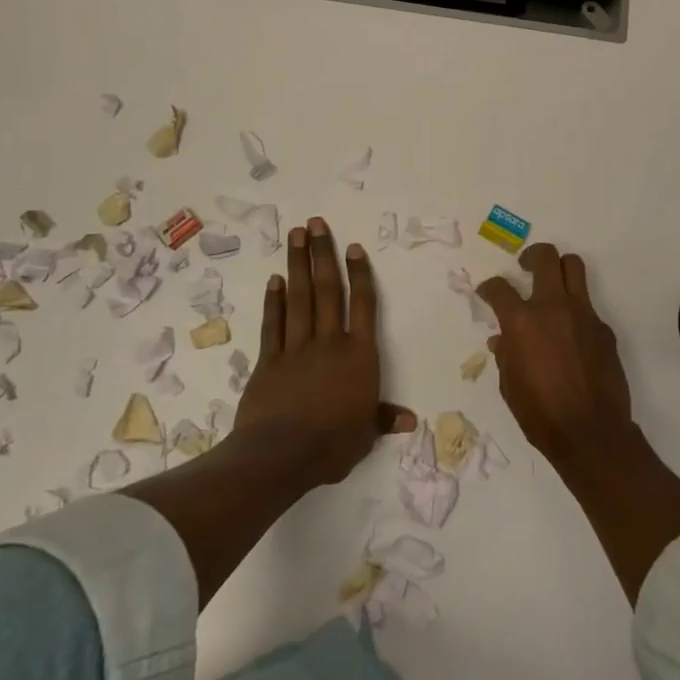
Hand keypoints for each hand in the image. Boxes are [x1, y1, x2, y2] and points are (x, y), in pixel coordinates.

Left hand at [237, 216, 414, 485]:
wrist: (281, 455)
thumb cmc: (332, 445)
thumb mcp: (365, 435)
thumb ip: (383, 419)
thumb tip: (410, 420)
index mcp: (359, 356)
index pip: (363, 306)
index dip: (360, 275)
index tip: (353, 247)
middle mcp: (329, 342)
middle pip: (328, 290)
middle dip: (322, 254)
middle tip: (316, 223)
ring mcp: (296, 348)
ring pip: (300, 298)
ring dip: (298, 265)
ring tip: (296, 235)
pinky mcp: (269, 360)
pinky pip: (274, 324)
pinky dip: (274, 301)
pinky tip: (275, 280)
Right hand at [478, 244, 632, 464]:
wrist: (591, 432)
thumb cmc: (540, 414)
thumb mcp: (510, 385)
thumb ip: (505, 354)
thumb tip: (502, 339)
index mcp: (522, 321)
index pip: (500, 288)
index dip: (489, 287)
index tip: (488, 292)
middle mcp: (553, 307)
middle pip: (546, 257)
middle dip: (532, 256)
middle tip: (526, 267)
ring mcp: (583, 314)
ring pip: (574, 267)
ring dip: (560, 269)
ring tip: (552, 285)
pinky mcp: (603, 328)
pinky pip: (588, 306)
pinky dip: (576, 311)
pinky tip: (571, 335)